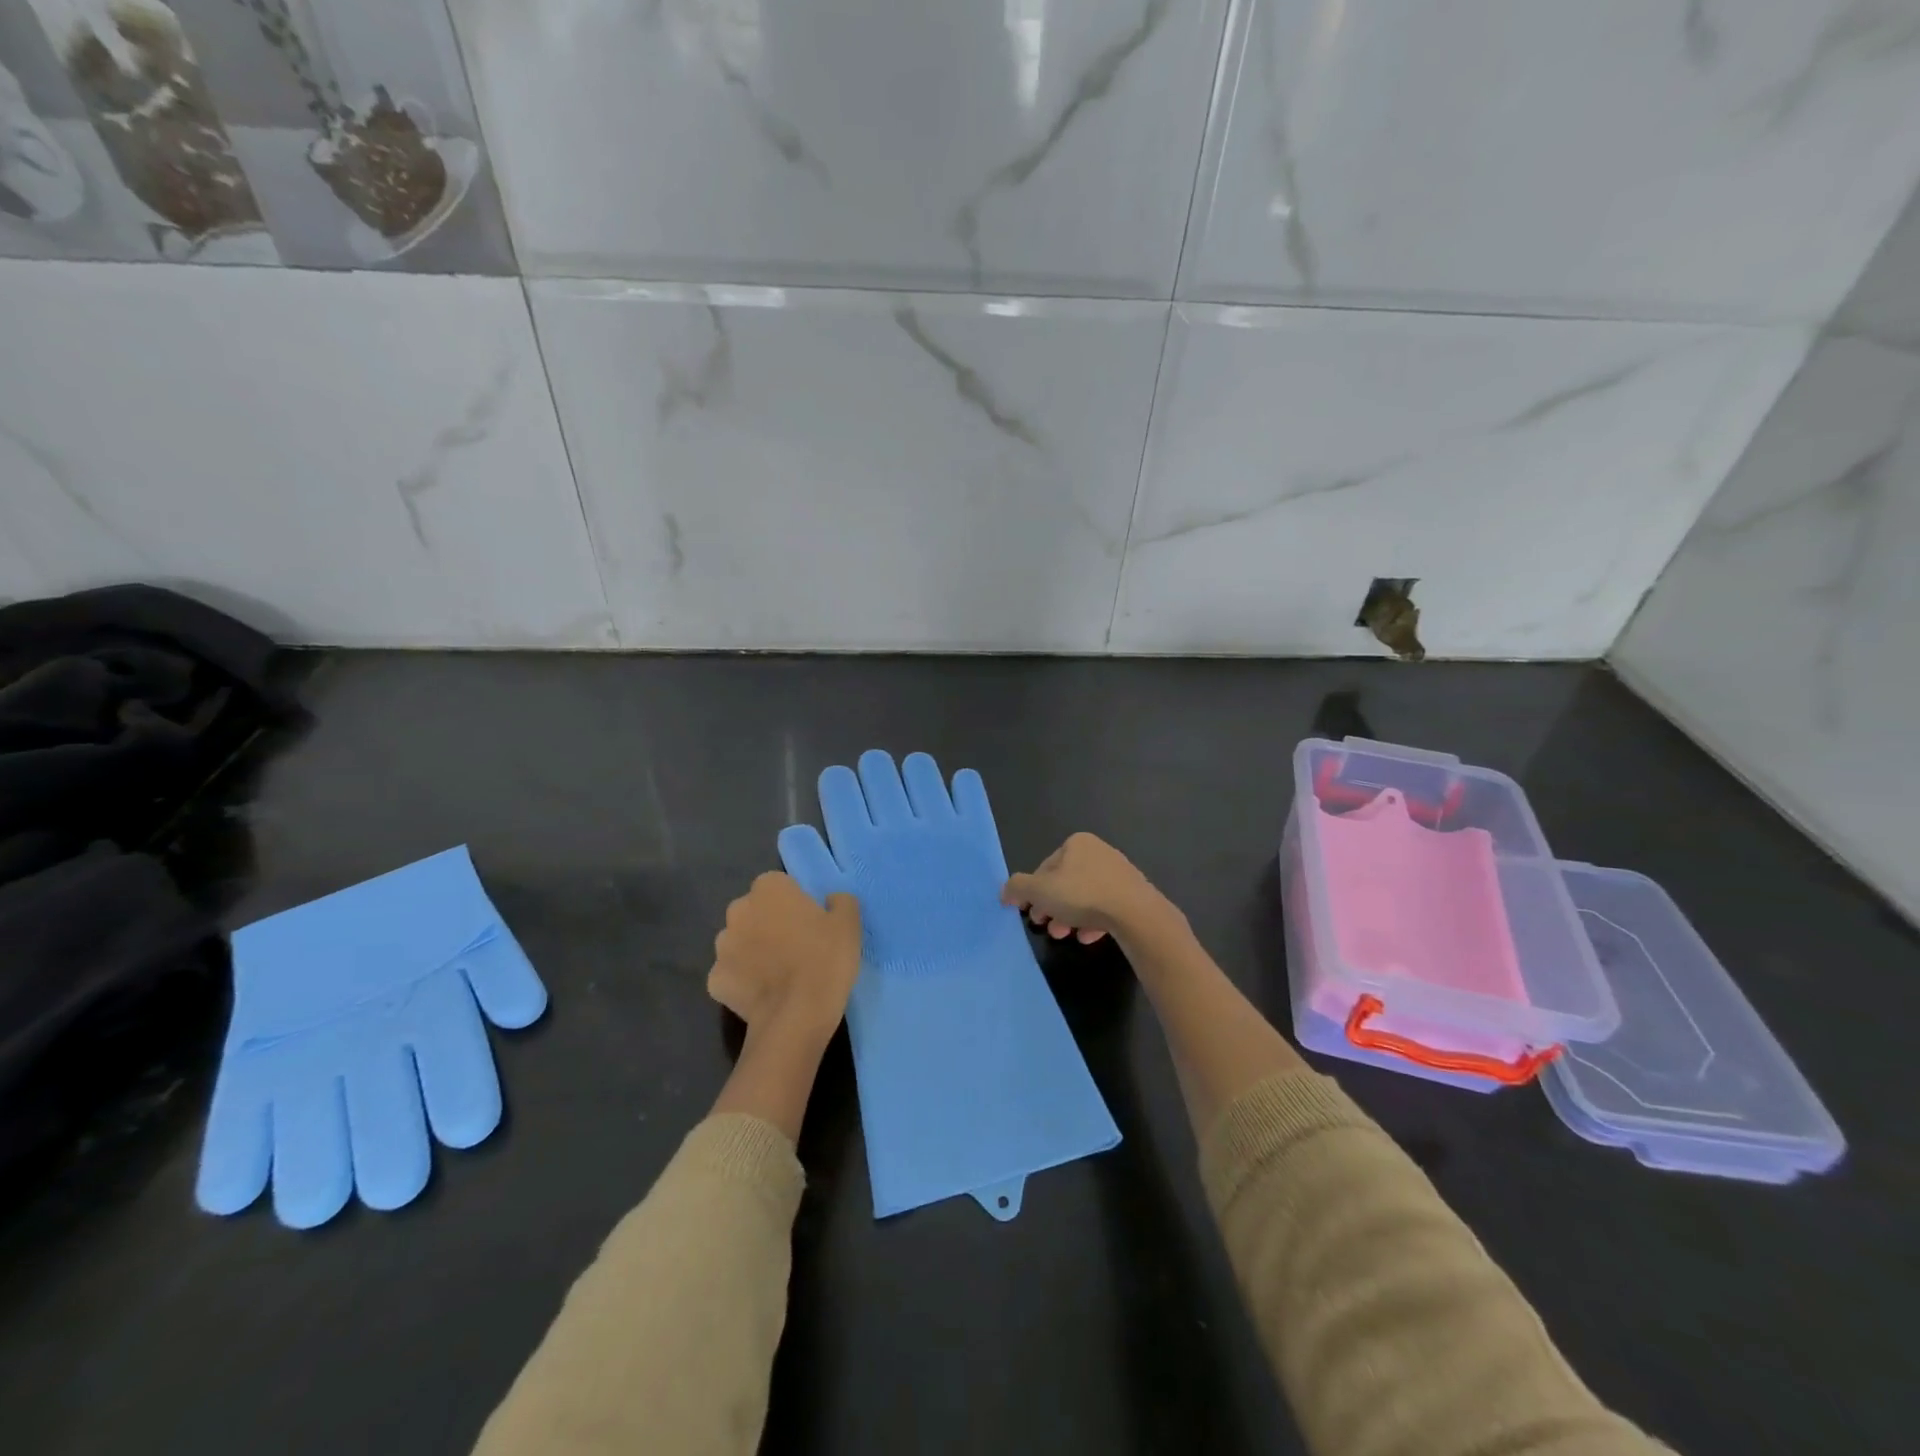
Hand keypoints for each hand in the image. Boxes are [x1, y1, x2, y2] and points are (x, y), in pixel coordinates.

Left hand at [708, 872, 860, 1041]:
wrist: (796, 1016)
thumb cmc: (824, 959)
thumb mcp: (849, 923)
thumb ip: (840, 901)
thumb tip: (831, 901)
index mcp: (769, 889)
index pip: (780, 885)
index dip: (795, 903)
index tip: (811, 923)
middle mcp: (738, 910)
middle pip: (755, 911)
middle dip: (769, 923)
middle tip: (796, 947)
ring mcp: (721, 947)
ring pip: (740, 942)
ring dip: (754, 951)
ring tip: (779, 974)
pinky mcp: (714, 980)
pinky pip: (732, 974)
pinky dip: (744, 981)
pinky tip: (764, 994)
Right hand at [1001, 832, 1174, 944]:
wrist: (1136, 913)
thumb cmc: (1082, 895)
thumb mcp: (1040, 891)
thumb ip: (1018, 888)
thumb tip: (1005, 891)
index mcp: (1077, 843)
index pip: (1046, 867)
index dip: (1034, 891)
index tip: (1031, 912)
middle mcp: (1099, 852)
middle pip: (1066, 883)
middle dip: (1052, 907)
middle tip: (1046, 927)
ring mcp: (1119, 873)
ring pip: (1085, 896)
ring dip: (1070, 916)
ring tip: (1065, 936)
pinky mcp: (1133, 893)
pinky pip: (1105, 906)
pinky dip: (1093, 920)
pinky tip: (1087, 936)